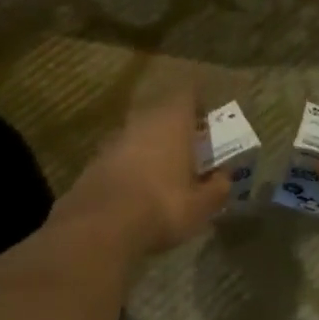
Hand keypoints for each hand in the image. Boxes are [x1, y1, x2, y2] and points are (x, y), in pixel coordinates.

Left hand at [52, 89, 229, 258]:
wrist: (101, 225)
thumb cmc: (163, 206)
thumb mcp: (201, 205)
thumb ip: (217, 187)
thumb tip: (224, 177)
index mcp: (173, 121)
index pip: (188, 94)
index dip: (198, 103)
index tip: (206, 117)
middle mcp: (143, 121)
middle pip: (162, 113)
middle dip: (176, 127)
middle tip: (190, 147)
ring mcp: (115, 139)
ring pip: (140, 133)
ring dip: (152, 146)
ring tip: (165, 170)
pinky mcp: (95, 160)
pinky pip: (121, 155)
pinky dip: (132, 164)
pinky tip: (138, 188)